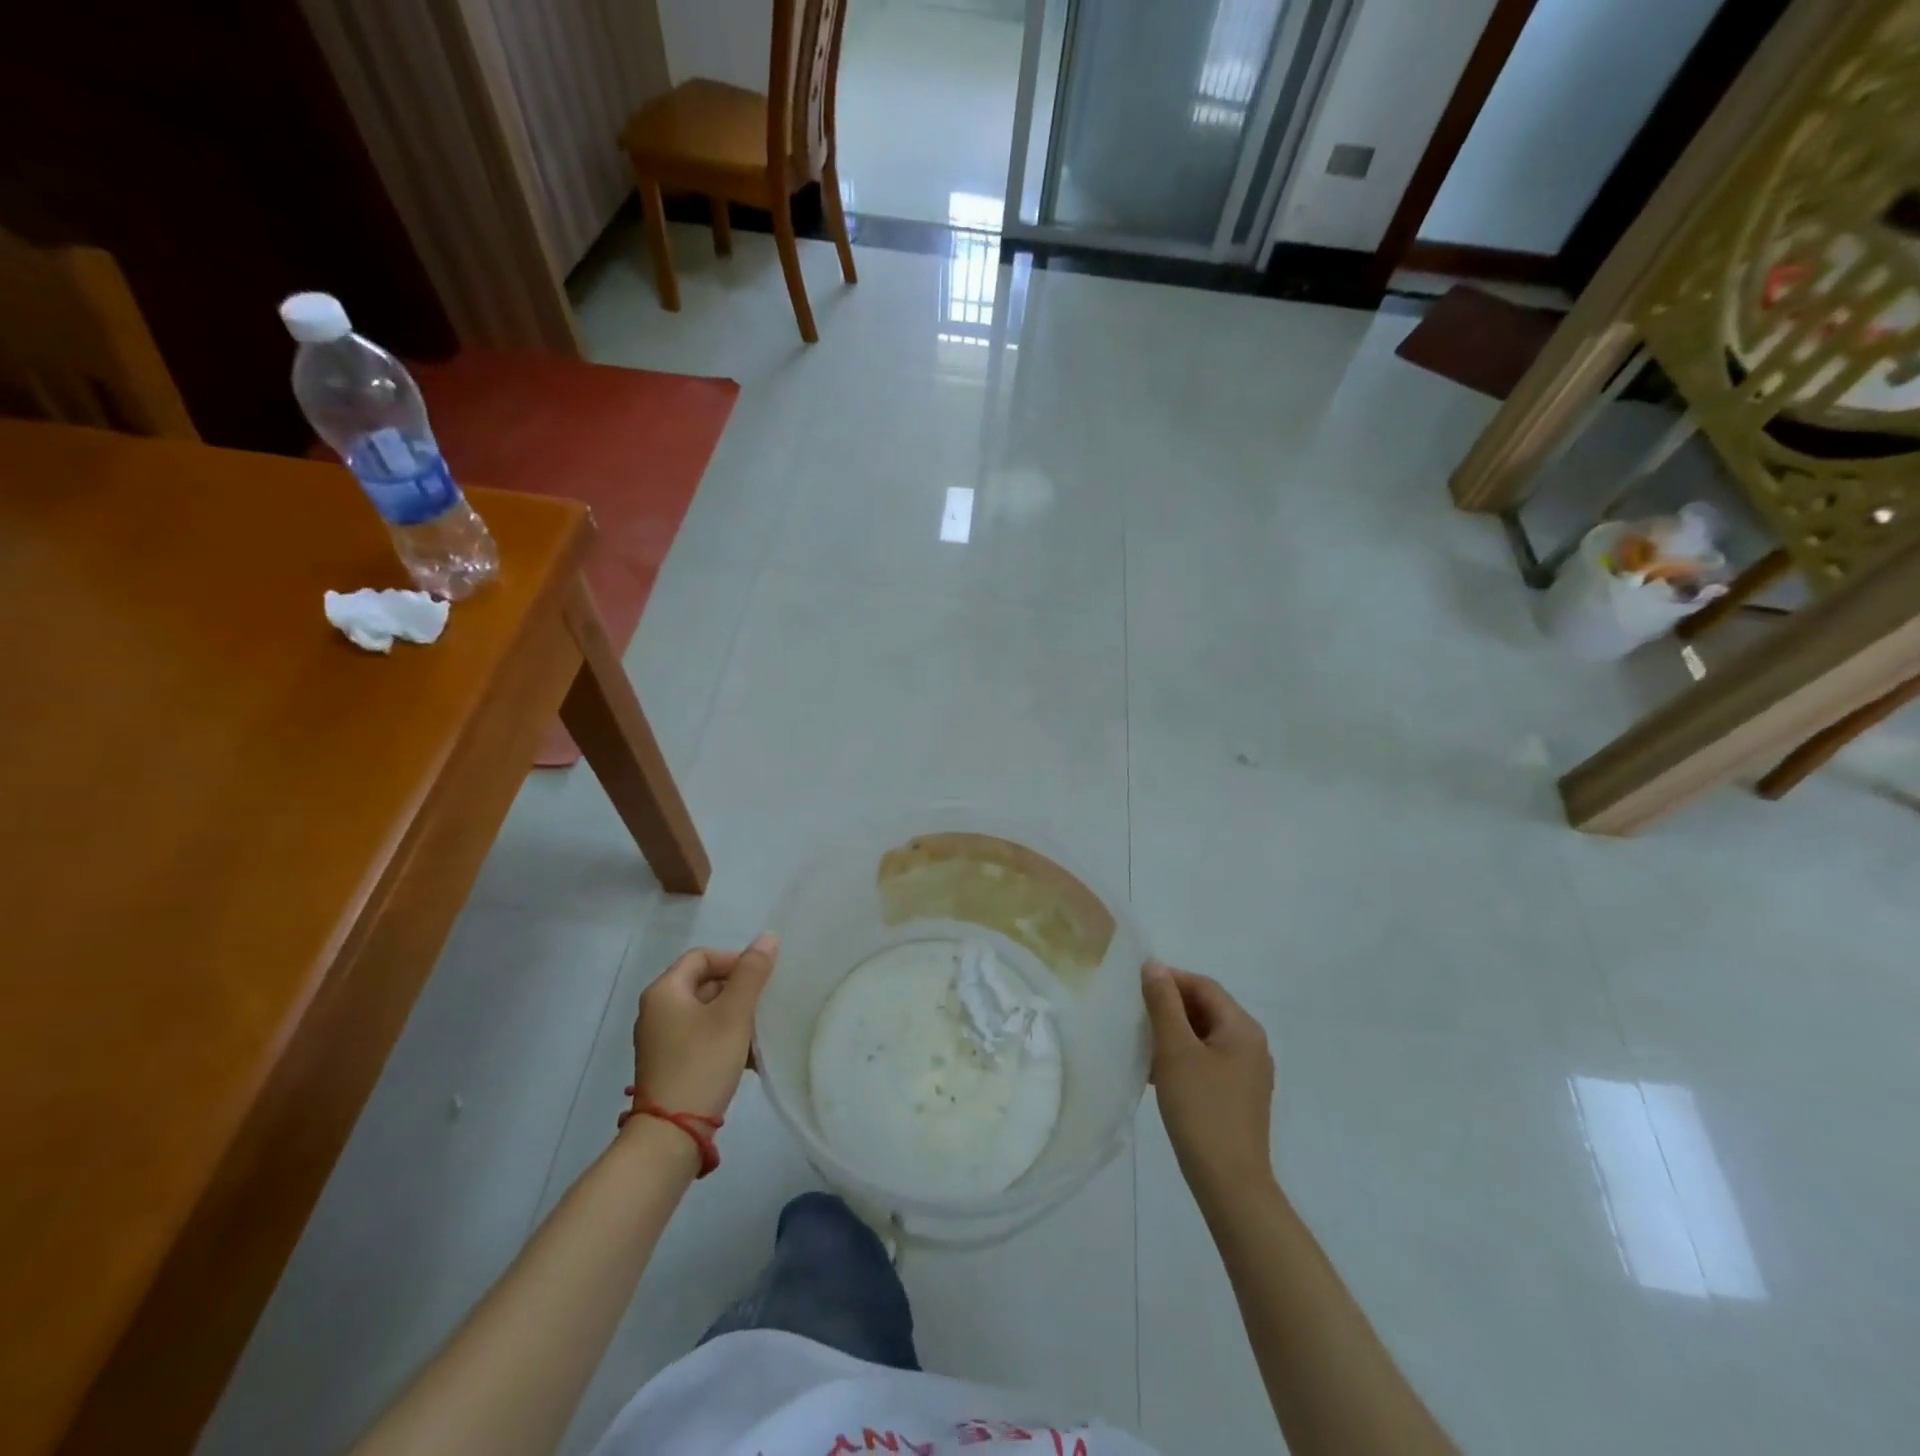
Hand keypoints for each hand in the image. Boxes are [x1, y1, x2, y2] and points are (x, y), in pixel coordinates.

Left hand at [631, 933, 778, 1120]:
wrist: (670, 1137)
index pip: (702, 956)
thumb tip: (768, 937)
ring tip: (761, 1033)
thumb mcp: (733, 1015)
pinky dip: (724, 1039)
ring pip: (706, 1013)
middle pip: (704, 984)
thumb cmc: (701, 1064)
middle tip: (764, 1006)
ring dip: (735, 1017)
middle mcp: (657, 1010)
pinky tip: (748, 1058)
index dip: (734, 961)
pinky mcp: (669, 1065)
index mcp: (664, 991)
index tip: (760, 980)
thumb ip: (752, 973)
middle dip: (738, 991)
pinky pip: (701, 1038)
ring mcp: (661, 1040)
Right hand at [1142, 959, 1275, 1193]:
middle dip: (1170, 1007)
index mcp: (1242, 1028)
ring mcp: (1248, 1072)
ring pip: (1205, 1036)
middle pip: (1206, 1009)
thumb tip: (1154, 965)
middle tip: (1135, 1013)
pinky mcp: (1239, 1096)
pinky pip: (1208, 1060)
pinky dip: (1183, 1057)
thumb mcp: (1175, 1051)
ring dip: (1173, 1033)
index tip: (1135, 986)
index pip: (1203, 986)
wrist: (1230, 1183)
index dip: (1169, 979)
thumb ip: (1163, 1004)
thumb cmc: (1201, 1109)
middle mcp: (1251, 1044)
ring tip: (1141, 1042)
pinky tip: (1156, 1071)